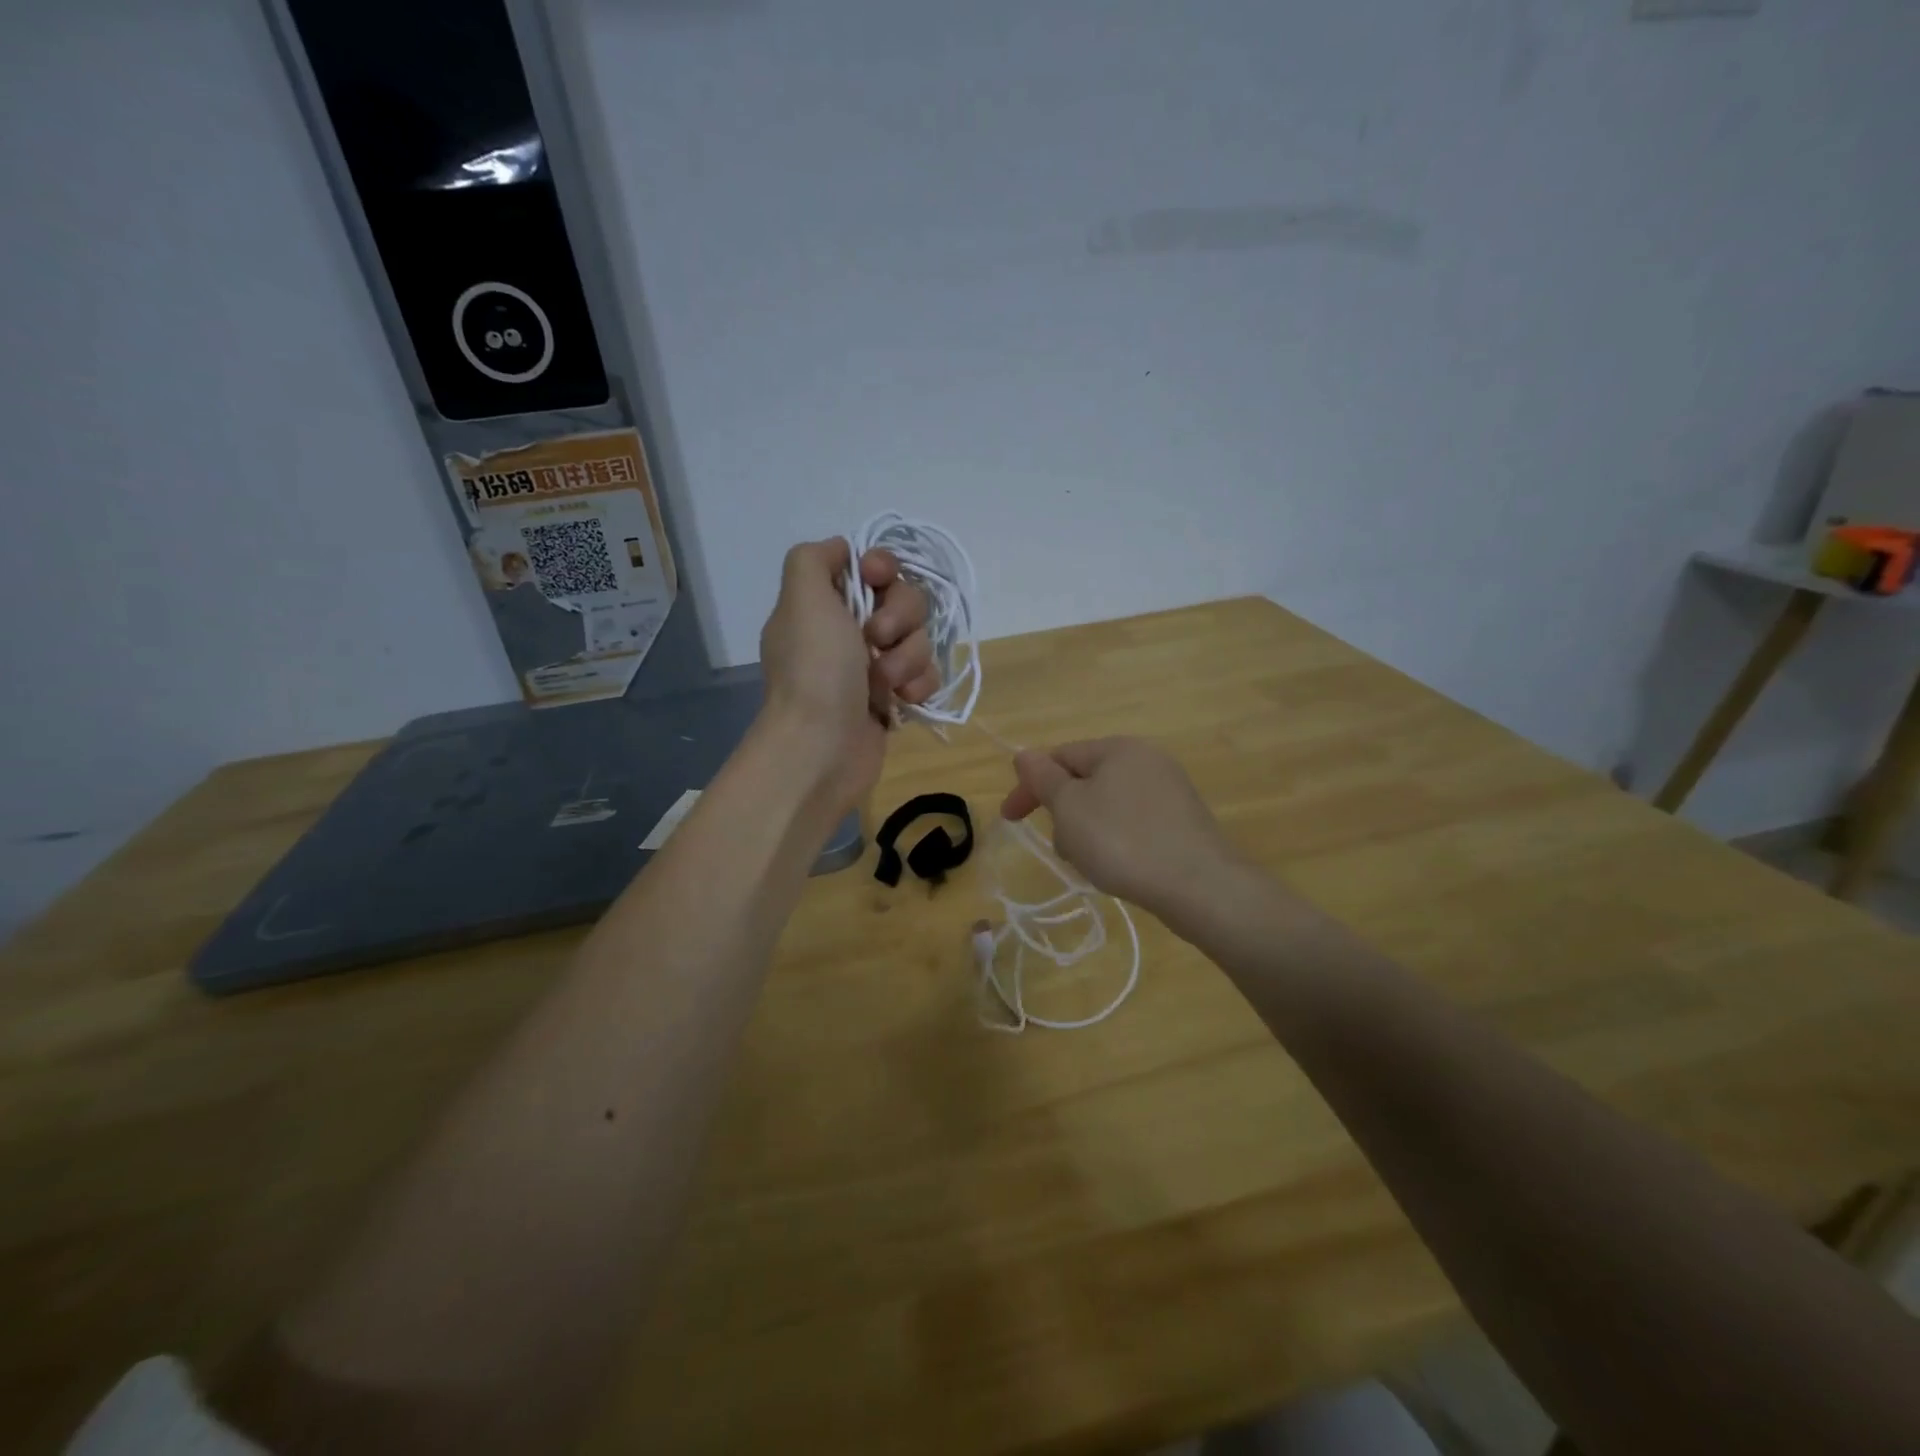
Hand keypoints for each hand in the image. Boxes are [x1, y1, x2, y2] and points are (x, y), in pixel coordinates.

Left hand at [759, 539, 935, 812]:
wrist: (821, 748)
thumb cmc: (815, 670)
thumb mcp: (801, 598)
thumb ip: (814, 558)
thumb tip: (843, 551)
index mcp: (825, 604)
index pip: (871, 567)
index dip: (883, 567)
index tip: (878, 577)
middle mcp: (849, 631)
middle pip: (905, 599)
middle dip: (900, 617)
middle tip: (876, 639)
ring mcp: (874, 666)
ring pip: (920, 638)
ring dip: (908, 658)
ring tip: (884, 684)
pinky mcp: (895, 698)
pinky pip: (927, 674)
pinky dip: (918, 685)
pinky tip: (901, 701)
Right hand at [1000, 737, 1242, 924]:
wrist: (1200, 887)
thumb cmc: (1123, 841)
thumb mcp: (1070, 807)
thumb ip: (1043, 778)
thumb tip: (1023, 754)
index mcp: (1118, 748)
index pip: (1060, 757)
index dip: (1030, 786)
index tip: (1009, 819)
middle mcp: (1147, 760)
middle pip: (1085, 781)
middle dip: (1063, 813)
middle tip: (1061, 848)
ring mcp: (1170, 791)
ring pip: (1107, 805)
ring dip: (1087, 831)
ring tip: (1091, 864)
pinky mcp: (1183, 822)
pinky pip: (1133, 823)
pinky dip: (1116, 841)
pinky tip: (1119, 867)